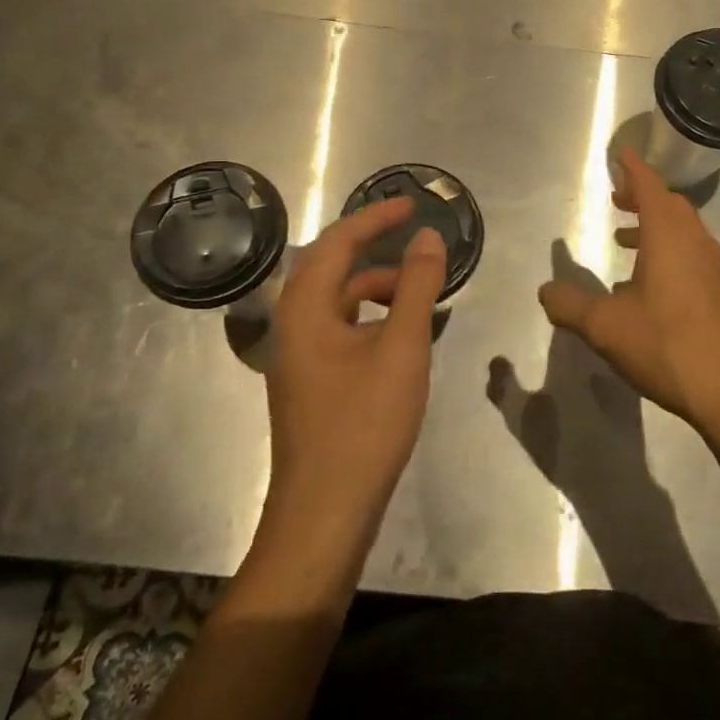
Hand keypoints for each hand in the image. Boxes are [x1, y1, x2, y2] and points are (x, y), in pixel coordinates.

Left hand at [258, 198, 445, 567]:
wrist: (324, 516)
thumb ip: (416, 286)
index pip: (338, 241)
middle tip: (413, 237)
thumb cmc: (363, 425)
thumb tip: (427, 235)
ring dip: (375, 285)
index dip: (376, 217)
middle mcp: (292, 323)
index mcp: (305, 307)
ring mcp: (298, 355)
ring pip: (337, 300)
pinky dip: (370, 317)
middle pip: (331, 265)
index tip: (412, 204)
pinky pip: (340, 327)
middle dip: (372, 246)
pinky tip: (400, 334)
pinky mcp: (310, 381)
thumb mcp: (402, 348)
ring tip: (418, 291)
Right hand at [538, 148, 719, 433]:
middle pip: (670, 204)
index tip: (621, 153)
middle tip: (618, 197)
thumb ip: (571, 305)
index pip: (650, 187)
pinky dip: (668, 249)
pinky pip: (692, 253)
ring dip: (655, 224)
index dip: (634, 168)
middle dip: (643, 195)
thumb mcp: (606, 326)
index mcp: (668, 236)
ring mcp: (713, 267)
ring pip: (684, 229)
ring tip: (624, 239)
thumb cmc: (666, 345)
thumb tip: (545, 291)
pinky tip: (648, 284)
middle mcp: (695, 242)